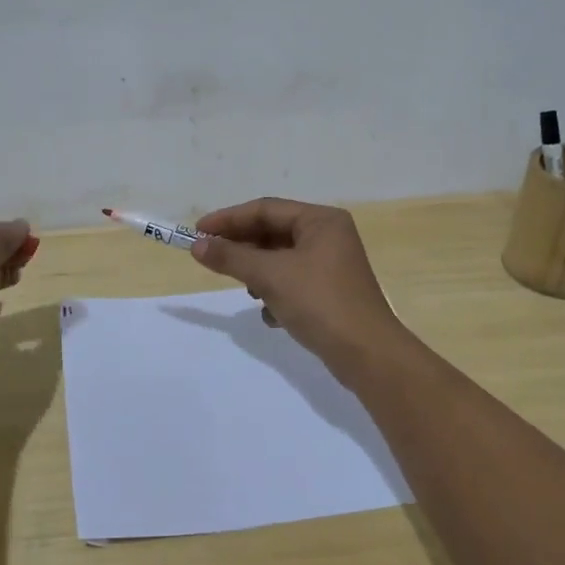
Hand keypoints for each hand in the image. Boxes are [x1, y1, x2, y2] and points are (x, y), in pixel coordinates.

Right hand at [189, 197, 405, 366]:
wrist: (368, 354)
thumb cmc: (320, 303)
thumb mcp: (270, 276)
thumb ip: (232, 257)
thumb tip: (198, 246)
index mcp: (321, 220)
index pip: (265, 209)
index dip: (228, 219)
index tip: (197, 233)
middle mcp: (329, 236)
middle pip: (273, 232)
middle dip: (242, 247)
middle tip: (210, 258)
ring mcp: (332, 265)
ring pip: (281, 260)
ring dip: (259, 273)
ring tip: (247, 290)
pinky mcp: (330, 293)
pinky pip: (293, 283)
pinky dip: (276, 294)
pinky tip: (271, 315)